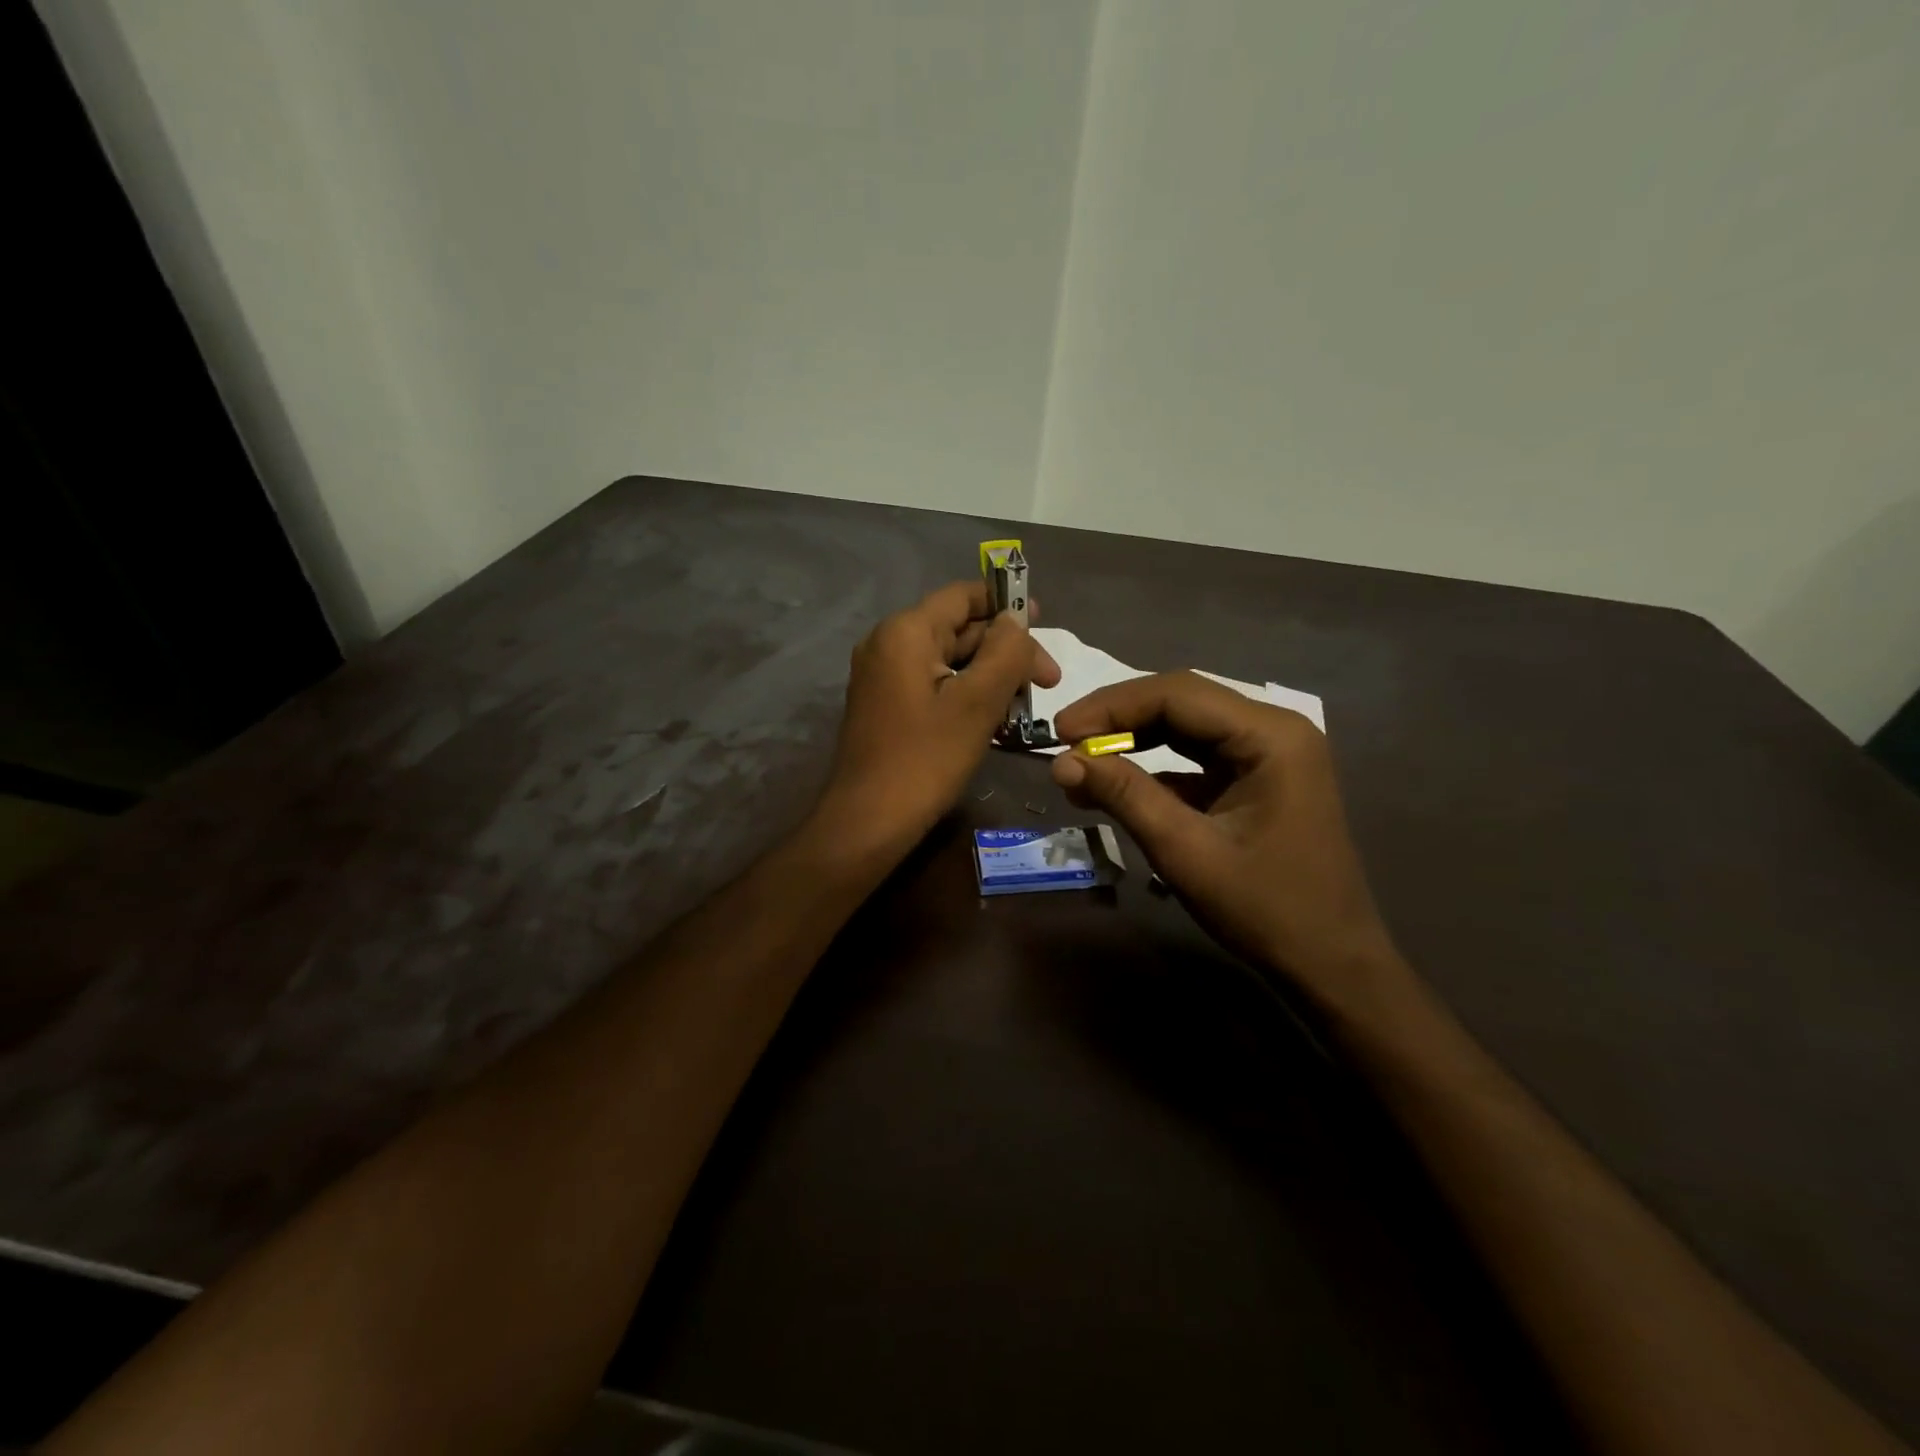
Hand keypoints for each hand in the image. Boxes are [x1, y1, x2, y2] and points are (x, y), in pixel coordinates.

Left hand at [818, 581, 1059, 854]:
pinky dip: (966, 694)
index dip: (1007, 605)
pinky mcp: (886, 704)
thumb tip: (1016, 621)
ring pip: (950, 660)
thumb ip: (1005, 652)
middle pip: (959, 629)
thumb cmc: (926, 759)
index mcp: (907, 632)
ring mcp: (884, 675)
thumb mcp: (977, 702)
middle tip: (1048, 684)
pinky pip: (934, 684)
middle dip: (1005, 652)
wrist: (869, 821)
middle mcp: (889, 643)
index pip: (963, 595)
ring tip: (1025, 707)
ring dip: (990, 677)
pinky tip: (996, 721)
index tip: (1045, 625)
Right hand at [1050, 671, 1398, 999]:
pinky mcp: (1255, 778)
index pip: (1177, 694)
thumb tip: (1061, 762)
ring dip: (1132, 741)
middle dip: (1118, 720)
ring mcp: (1267, 753)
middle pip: (1181, 703)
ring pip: (1185, 727)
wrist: (1330, 964)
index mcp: (1270, 736)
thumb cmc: (1266, 910)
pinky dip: (1153, 768)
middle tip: (1065, 742)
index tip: (1060, 730)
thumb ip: (1125, 797)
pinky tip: (1115, 786)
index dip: (1111, 707)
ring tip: (1080, 763)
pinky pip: (1195, 758)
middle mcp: (1273, 730)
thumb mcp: (1186, 852)